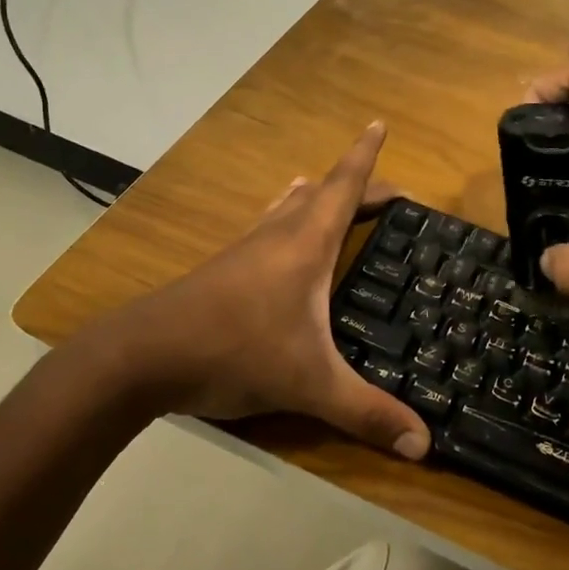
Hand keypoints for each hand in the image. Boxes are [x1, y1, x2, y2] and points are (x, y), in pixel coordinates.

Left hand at [112, 122, 430, 459]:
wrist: (143, 356)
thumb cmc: (235, 351)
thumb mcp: (310, 385)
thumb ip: (367, 413)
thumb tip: (424, 446)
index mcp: (305, 244)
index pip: (344, 187)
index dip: (365, 156)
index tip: (379, 123)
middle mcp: (276, 237)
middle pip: (321, 195)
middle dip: (354, 185)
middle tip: (387, 194)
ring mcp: (245, 251)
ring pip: (286, 209)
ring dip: (313, 198)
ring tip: (327, 193)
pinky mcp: (223, 272)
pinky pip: (265, 231)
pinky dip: (284, 222)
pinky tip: (277, 241)